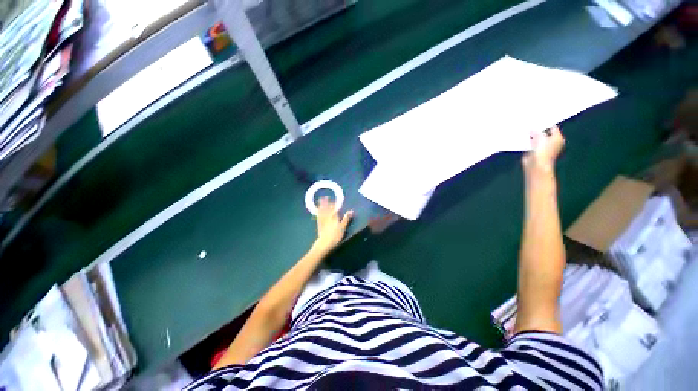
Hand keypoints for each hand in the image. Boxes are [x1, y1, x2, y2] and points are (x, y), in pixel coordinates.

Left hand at [313, 196, 352, 253]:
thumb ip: (346, 219)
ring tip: (320, 200)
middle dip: (326, 202)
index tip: (333, 199)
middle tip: (325, 196)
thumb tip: (351, 211)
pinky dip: (318, 212)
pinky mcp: (319, 224)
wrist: (325, 243)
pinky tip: (317, 210)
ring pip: (322, 211)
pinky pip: (318, 216)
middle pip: (327, 208)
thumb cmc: (335, 235)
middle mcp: (328, 217)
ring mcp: (322, 220)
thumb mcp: (343, 227)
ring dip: (321, 205)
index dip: (334, 204)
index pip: (334, 209)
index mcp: (334, 217)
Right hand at [523, 126, 564, 173]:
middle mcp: (552, 143)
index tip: (536, 120)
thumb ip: (536, 132)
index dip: (545, 124)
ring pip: (536, 139)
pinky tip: (522, 139)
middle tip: (529, 125)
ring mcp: (543, 148)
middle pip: (544, 133)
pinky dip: (527, 143)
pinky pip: (530, 145)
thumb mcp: (540, 137)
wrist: (536, 165)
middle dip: (537, 130)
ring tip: (524, 131)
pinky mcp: (534, 152)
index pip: (552, 128)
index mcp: (558, 138)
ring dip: (531, 137)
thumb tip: (531, 129)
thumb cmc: (543, 151)